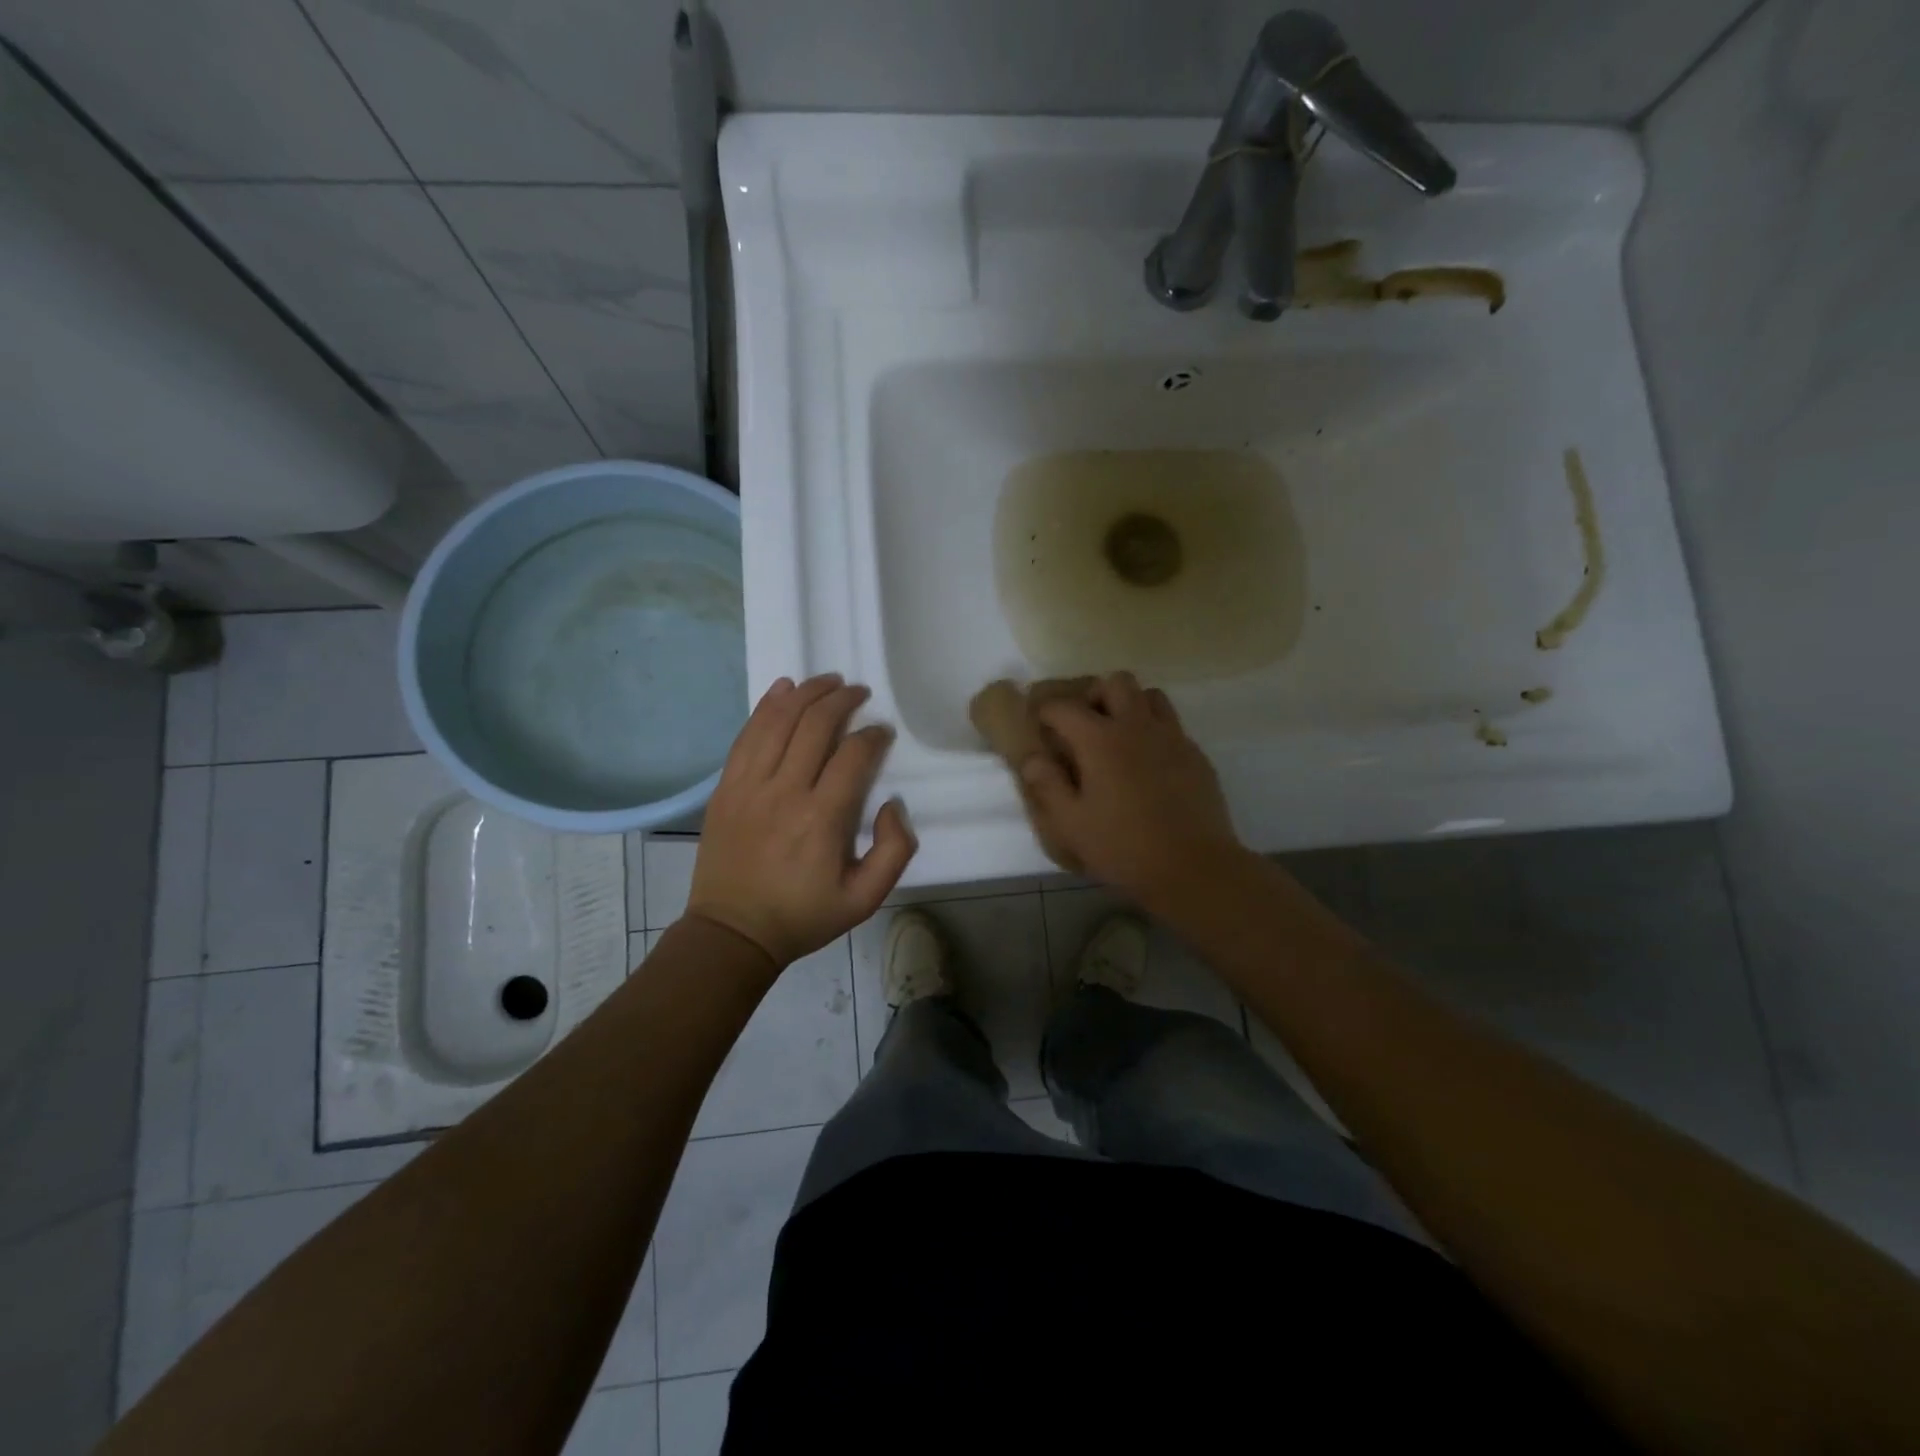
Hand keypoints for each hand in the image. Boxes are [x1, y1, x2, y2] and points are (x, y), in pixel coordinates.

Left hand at [687, 674, 916, 971]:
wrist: (733, 932)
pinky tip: (784, 689)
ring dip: (806, 693)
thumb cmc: (803, 915)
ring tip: (828, 681)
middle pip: (815, 725)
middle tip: (859, 692)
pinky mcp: (726, 787)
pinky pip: (747, 735)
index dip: (873, 735)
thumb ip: (894, 851)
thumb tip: (892, 804)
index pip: (852, 754)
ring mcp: (749, 786)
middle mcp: (784, 792)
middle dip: (842, 700)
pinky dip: (766, 706)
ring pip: (778, 720)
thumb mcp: (865, 899)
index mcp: (822, 819)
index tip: (882, 733)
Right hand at [1019, 671, 1243, 902]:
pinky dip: (1154, 731)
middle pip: (1115, 682)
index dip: (1046, 712)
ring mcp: (1172, 738)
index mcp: (1100, 740)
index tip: (1040, 726)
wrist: (1194, 868)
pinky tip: (1148, 764)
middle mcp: (1137, 727)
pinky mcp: (1196, 755)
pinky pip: (1172, 725)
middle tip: (1084, 726)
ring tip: (1119, 736)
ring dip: (1130, 705)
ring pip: (1150, 695)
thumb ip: (1047, 786)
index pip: (1064, 707)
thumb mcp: (1071, 824)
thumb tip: (1033, 758)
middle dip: (1094, 695)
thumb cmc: (1124, 847)